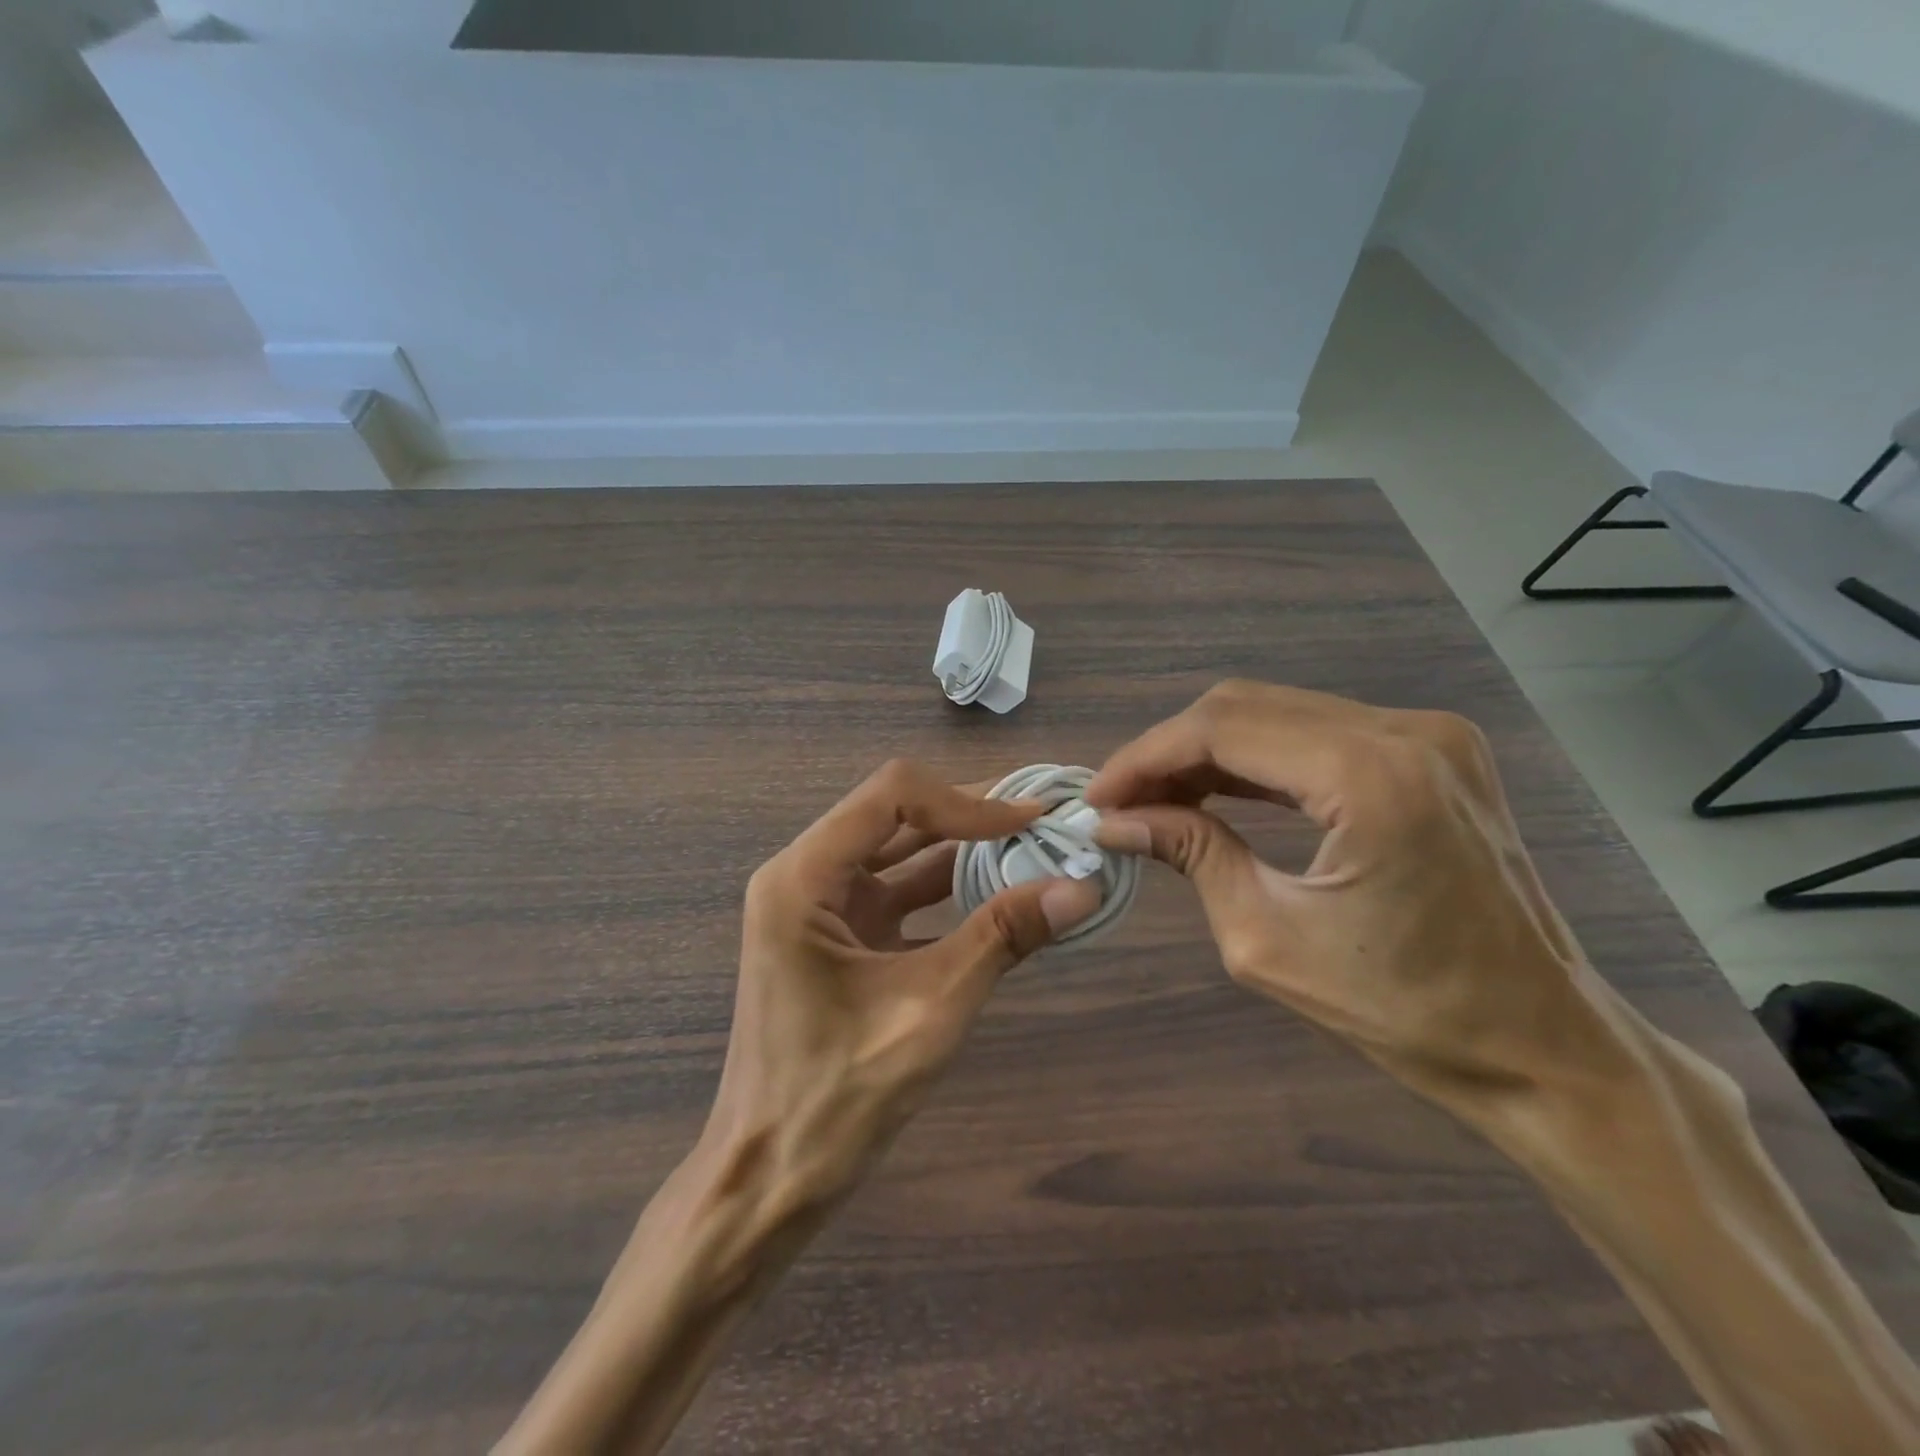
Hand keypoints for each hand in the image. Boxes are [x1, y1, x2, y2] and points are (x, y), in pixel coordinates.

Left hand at [498, 761, 1098, 1455]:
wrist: (767, 1180)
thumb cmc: (834, 1098)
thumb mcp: (930, 1010)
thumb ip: (1002, 937)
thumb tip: (1081, 886)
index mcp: (803, 878)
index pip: (892, 796)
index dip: (967, 800)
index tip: (1031, 821)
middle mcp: (804, 875)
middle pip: (895, 815)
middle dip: (970, 815)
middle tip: (1042, 821)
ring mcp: (820, 906)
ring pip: (900, 852)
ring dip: (964, 849)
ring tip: (1033, 848)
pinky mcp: (838, 937)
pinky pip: (899, 894)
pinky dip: (949, 890)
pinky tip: (1001, 895)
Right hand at [1084, 681, 1626, 1107]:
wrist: (1544, 1045)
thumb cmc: (1406, 1011)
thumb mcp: (1267, 939)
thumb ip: (1189, 855)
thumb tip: (1114, 822)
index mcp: (1370, 777)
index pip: (1221, 729)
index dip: (1144, 758)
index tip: (1096, 799)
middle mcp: (1405, 732)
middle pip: (1245, 706)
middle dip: (1168, 751)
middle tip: (1121, 803)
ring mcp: (1428, 734)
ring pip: (1278, 712)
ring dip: (1207, 752)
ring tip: (1155, 799)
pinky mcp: (1433, 750)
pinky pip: (1317, 732)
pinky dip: (1256, 758)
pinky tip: (1215, 791)